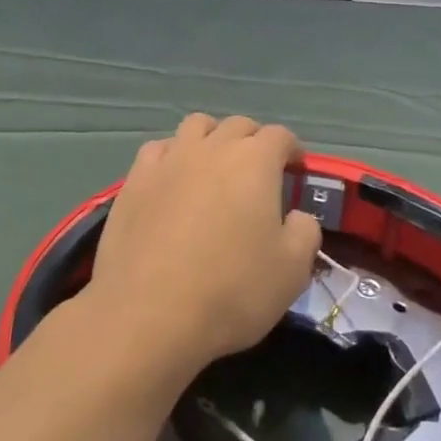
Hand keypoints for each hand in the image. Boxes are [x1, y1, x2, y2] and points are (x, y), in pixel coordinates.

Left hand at [87, 114, 321, 375]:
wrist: (148, 315)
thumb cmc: (231, 291)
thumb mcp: (292, 271)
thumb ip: (304, 233)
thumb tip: (297, 217)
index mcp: (255, 161)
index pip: (280, 136)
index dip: (291, 149)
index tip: (295, 170)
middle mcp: (213, 147)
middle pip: (238, 126)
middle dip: (254, 141)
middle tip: (258, 172)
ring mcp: (170, 159)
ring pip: (196, 126)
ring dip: (212, 138)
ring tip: (214, 167)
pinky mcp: (135, 180)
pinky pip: (158, 150)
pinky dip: (172, 156)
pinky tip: (172, 179)